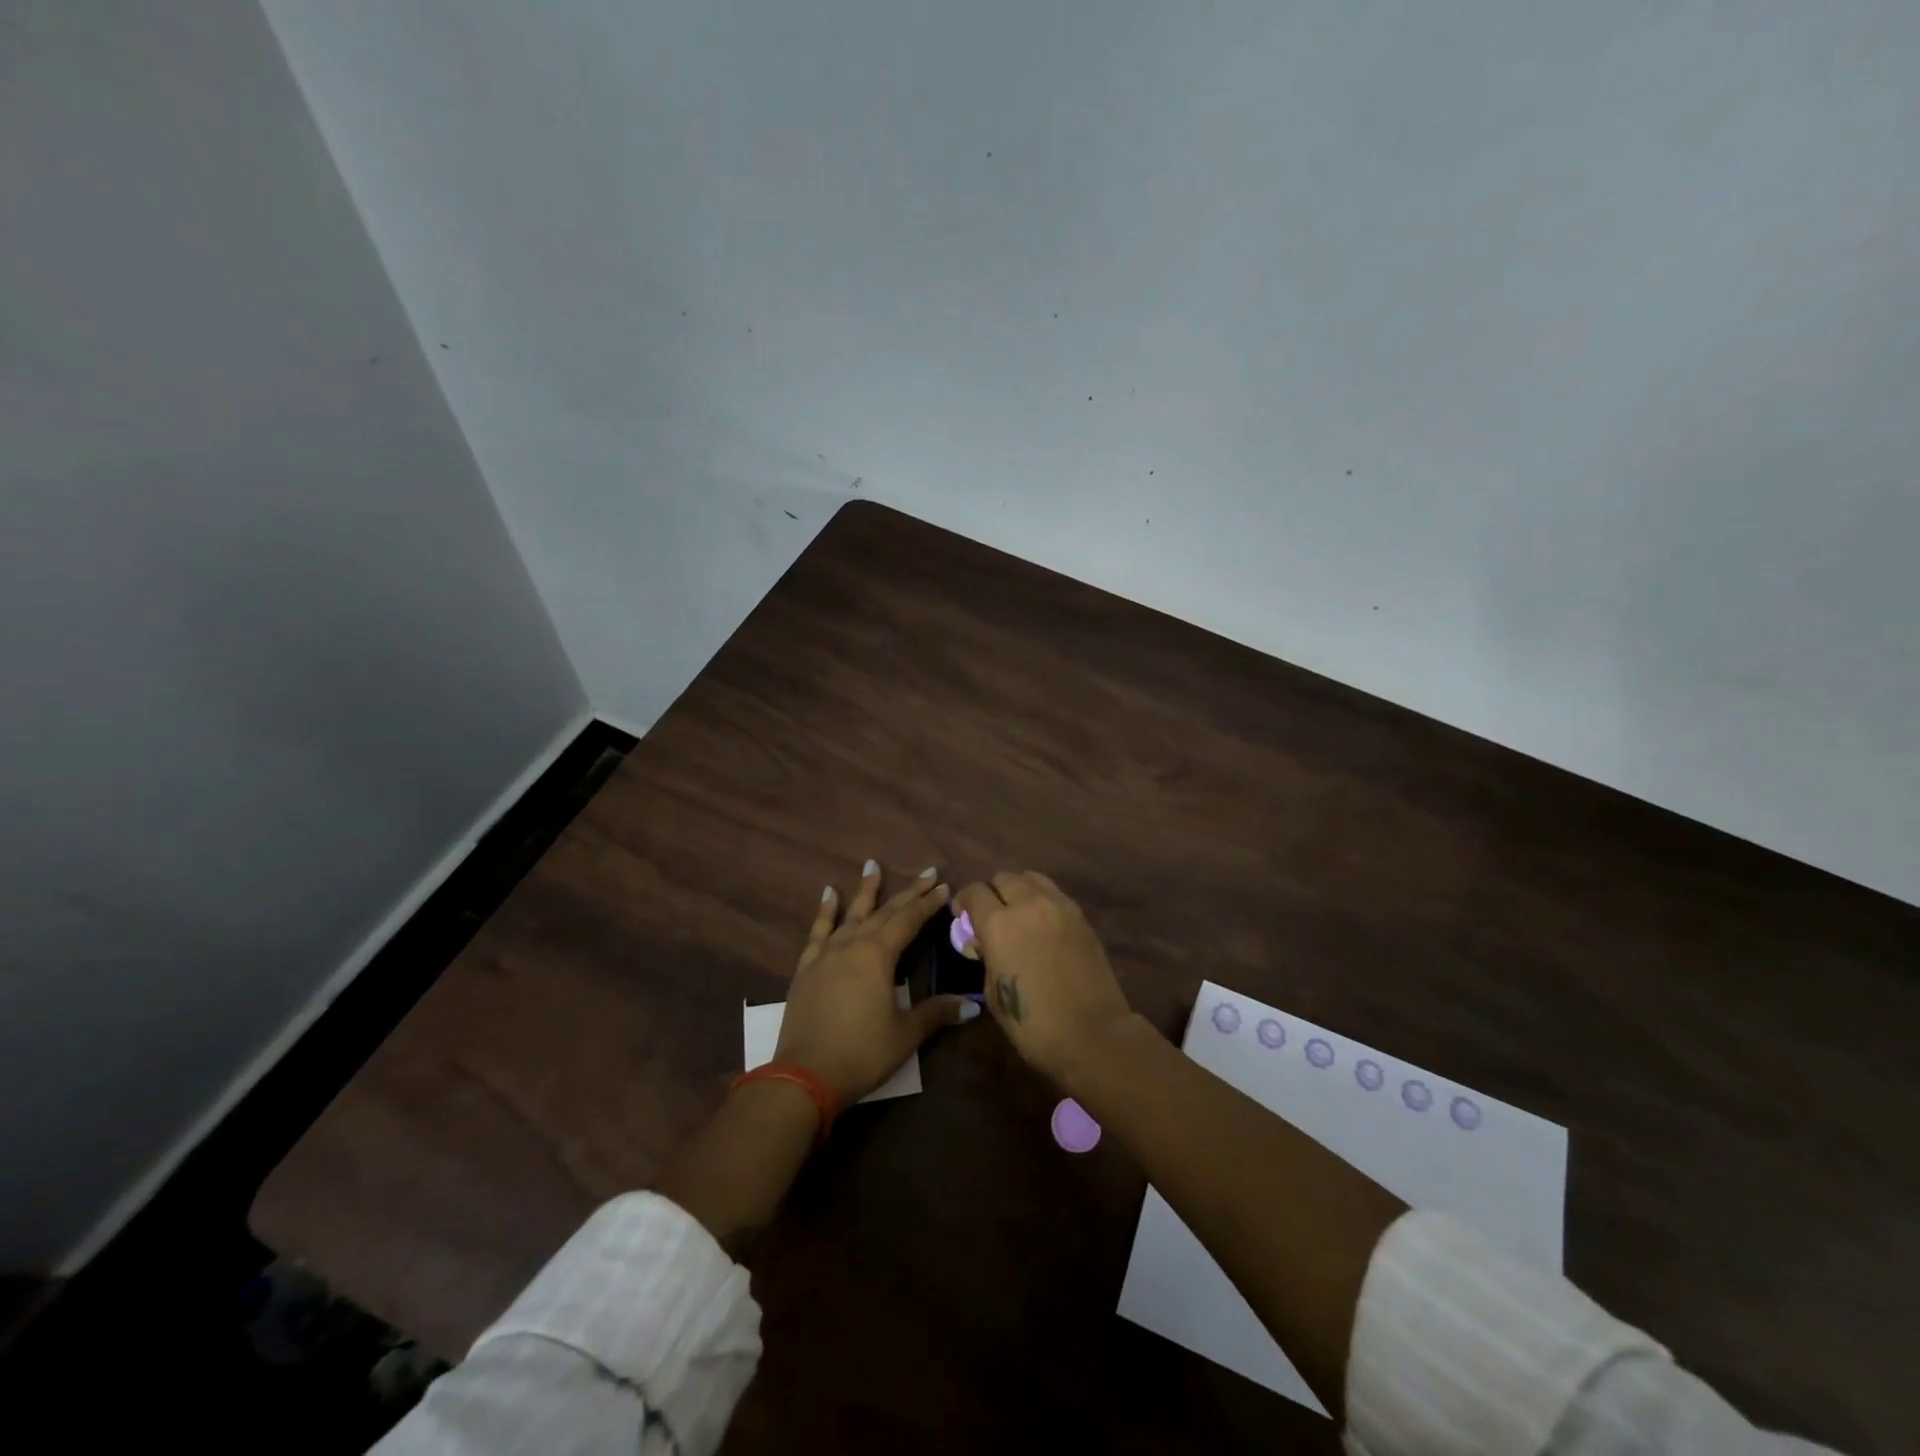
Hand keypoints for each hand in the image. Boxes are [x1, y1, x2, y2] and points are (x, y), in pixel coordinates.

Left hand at [773, 861, 980, 1104]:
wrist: (805, 1075)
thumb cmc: (862, 1052)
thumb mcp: (905, 1033)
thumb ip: (936, 1013)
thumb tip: (971, 1005)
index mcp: (878, 955)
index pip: (909, 920)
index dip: (928, 904)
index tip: (944, 886)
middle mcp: (852, 945)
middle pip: (884, 912)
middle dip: (907, 893)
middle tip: (926, 873)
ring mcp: (826, 954)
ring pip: (850, 914)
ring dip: (864, 891)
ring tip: (872, 865)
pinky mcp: (807, 968)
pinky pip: (818, 932)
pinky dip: (825, 912)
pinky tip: (828, 894)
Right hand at [950, 871, 1133, 1086]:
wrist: (1093, 1034)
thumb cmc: (1033, 1023)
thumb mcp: (993, 991)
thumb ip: (986, 956)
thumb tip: (984, 942)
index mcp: (999, 923)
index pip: (974, 892)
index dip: (964, 902)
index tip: (963, 917)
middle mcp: (1028, 904)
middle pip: (1003, 877)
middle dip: (992, 892)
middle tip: (991, 915)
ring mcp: (1059, 906)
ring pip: (1031, 878)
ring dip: (1019, 890)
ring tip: (1018, 914)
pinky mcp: (1081, 916)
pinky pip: (1054, 894)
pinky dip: (1042, 900)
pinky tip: (1042, 924)